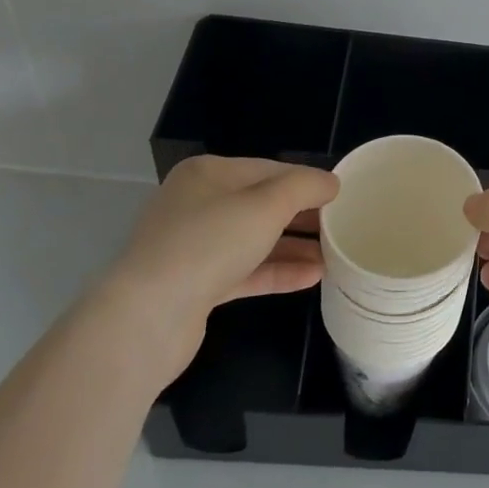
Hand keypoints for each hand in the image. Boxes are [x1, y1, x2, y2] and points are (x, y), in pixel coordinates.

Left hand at [99, 156, 337, 375]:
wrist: (147, 318)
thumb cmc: (209, 243)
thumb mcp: (267, 204)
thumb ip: (305, 187)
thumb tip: (332, 183)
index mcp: (208, 174)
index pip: (269, 169)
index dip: (307, 181)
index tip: (342, 196)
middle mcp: (197, 204)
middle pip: (261, 204)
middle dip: (302, 216)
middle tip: (341, 226)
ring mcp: (193, 247)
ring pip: (254, 240)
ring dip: (294, 246)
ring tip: (335, 255)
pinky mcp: (195, 286)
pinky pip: (245, 271)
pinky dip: (276, 271)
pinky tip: (312, 277)